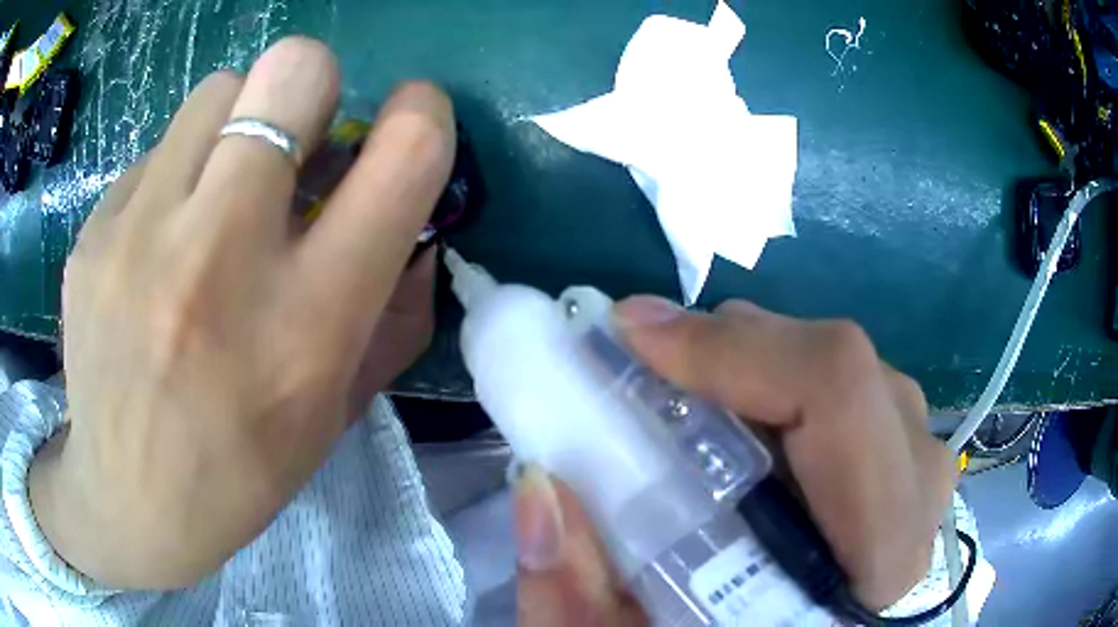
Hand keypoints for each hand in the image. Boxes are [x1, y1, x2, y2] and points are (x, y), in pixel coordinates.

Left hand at [28, 37, 455, 587]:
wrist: (129, 503)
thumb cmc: (242, 468)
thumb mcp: (335, 407)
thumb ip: (394, 307)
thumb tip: (418, 218)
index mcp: (306, 321)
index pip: (403, 154)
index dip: (422, 114)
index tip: (407, 120)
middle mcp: (221, 258)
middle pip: (294, 70)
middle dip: (310, 88)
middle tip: (291, 141)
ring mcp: (140, 235)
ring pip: (219, 89)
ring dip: (234, 125)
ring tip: (213, 192)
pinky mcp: (93, 232)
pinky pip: (155, 153)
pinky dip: (172, 179)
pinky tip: (153, 246)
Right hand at [515, 297, 955, 622]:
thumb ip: (573, 603)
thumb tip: (540, 487)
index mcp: (876, 559)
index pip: (839, 395)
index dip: (736, 346)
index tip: (634, 336)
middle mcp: (919, 500)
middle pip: (846, 368)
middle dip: (737, 348)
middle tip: (650, 362)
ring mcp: (923, 474)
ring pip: (851, 369)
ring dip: (760, 363)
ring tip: (691, 393)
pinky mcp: (911, 463)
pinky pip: (857, 387)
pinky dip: (787, 381)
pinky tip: (742, 417)